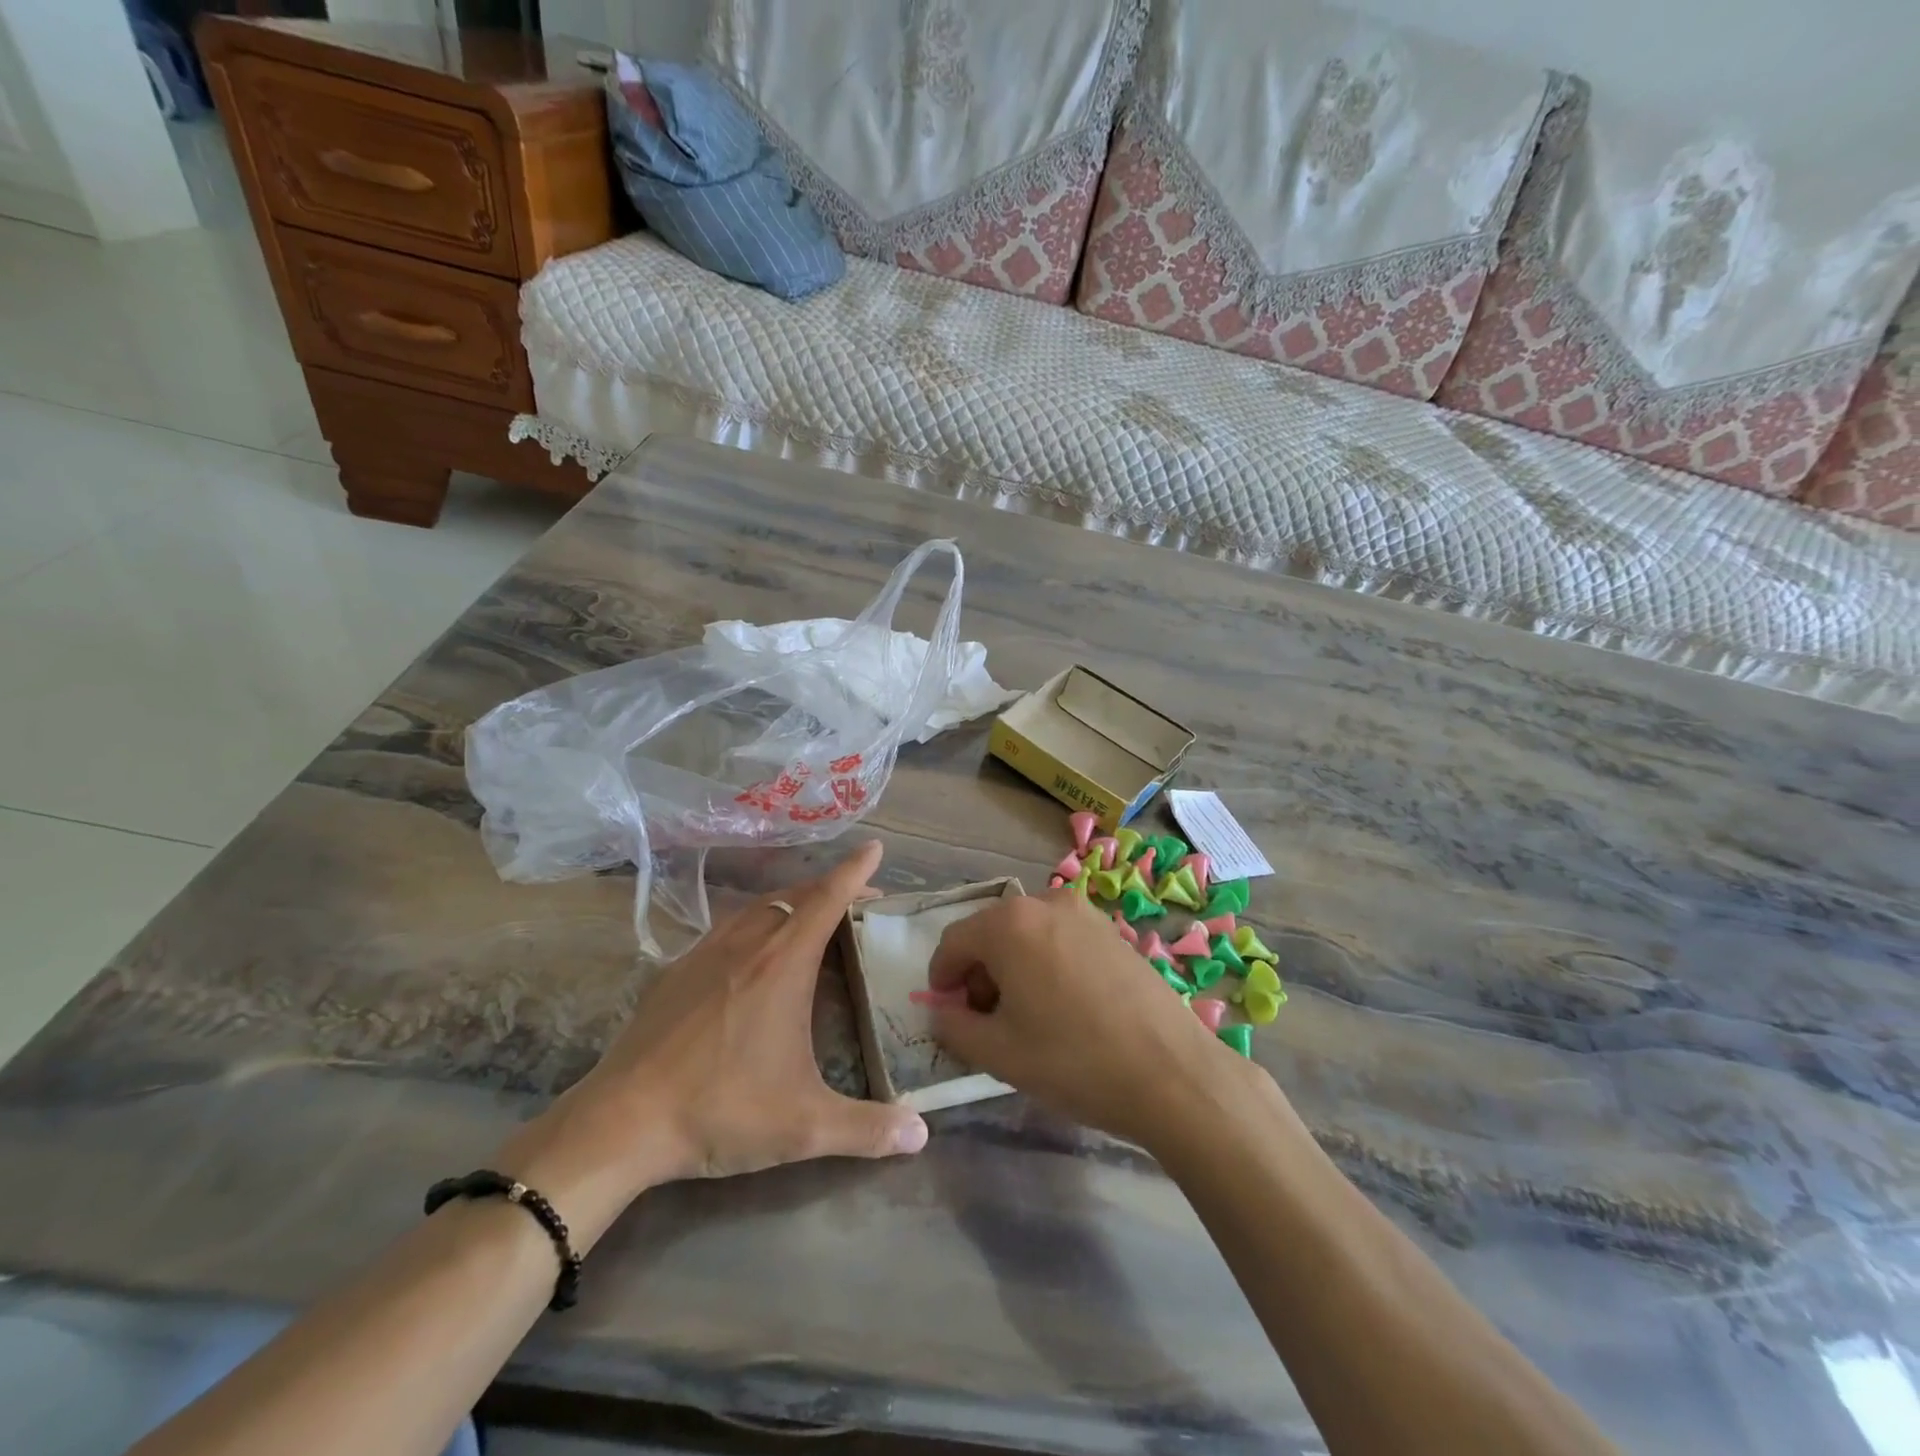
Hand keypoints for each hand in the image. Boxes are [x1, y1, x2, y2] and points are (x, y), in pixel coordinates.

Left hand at [495, 841, 926, 1247]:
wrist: (621, 1121)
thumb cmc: (721, 1110)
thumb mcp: (804, 1127)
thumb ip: (867, 1129)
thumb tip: (921, 1136)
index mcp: (784, 964)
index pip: (828, 900)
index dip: (855, 872)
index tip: (875, 848)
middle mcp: (748, 945)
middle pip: (796, 896)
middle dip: (830, 888)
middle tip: (856, 898)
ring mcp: (705, 954)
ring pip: (758, 907)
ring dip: (790, 902)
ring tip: (808, 917)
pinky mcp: (675, 972)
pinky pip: (726, 928)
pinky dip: (753, 923)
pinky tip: (750, 953)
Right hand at [929, 890, 1262, 1149]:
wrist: (1173, 1072)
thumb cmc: (1074, 1060)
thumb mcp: (999, 1054)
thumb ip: (955, 1027)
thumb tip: (942, 1012)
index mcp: (1010, 924)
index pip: (954, 941)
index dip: (942, 977)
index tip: (946, 1011)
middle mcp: (1046, 903)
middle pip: (991, 933)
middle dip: (979, 973)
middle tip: (987, 1021)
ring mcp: (1085, 914)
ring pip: (1028, 935)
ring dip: (1013, 968)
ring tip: (1027, 1017)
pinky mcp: (1113, 931)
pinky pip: (1061, 939)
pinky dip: (1046, 963)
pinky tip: (1064, 1007)